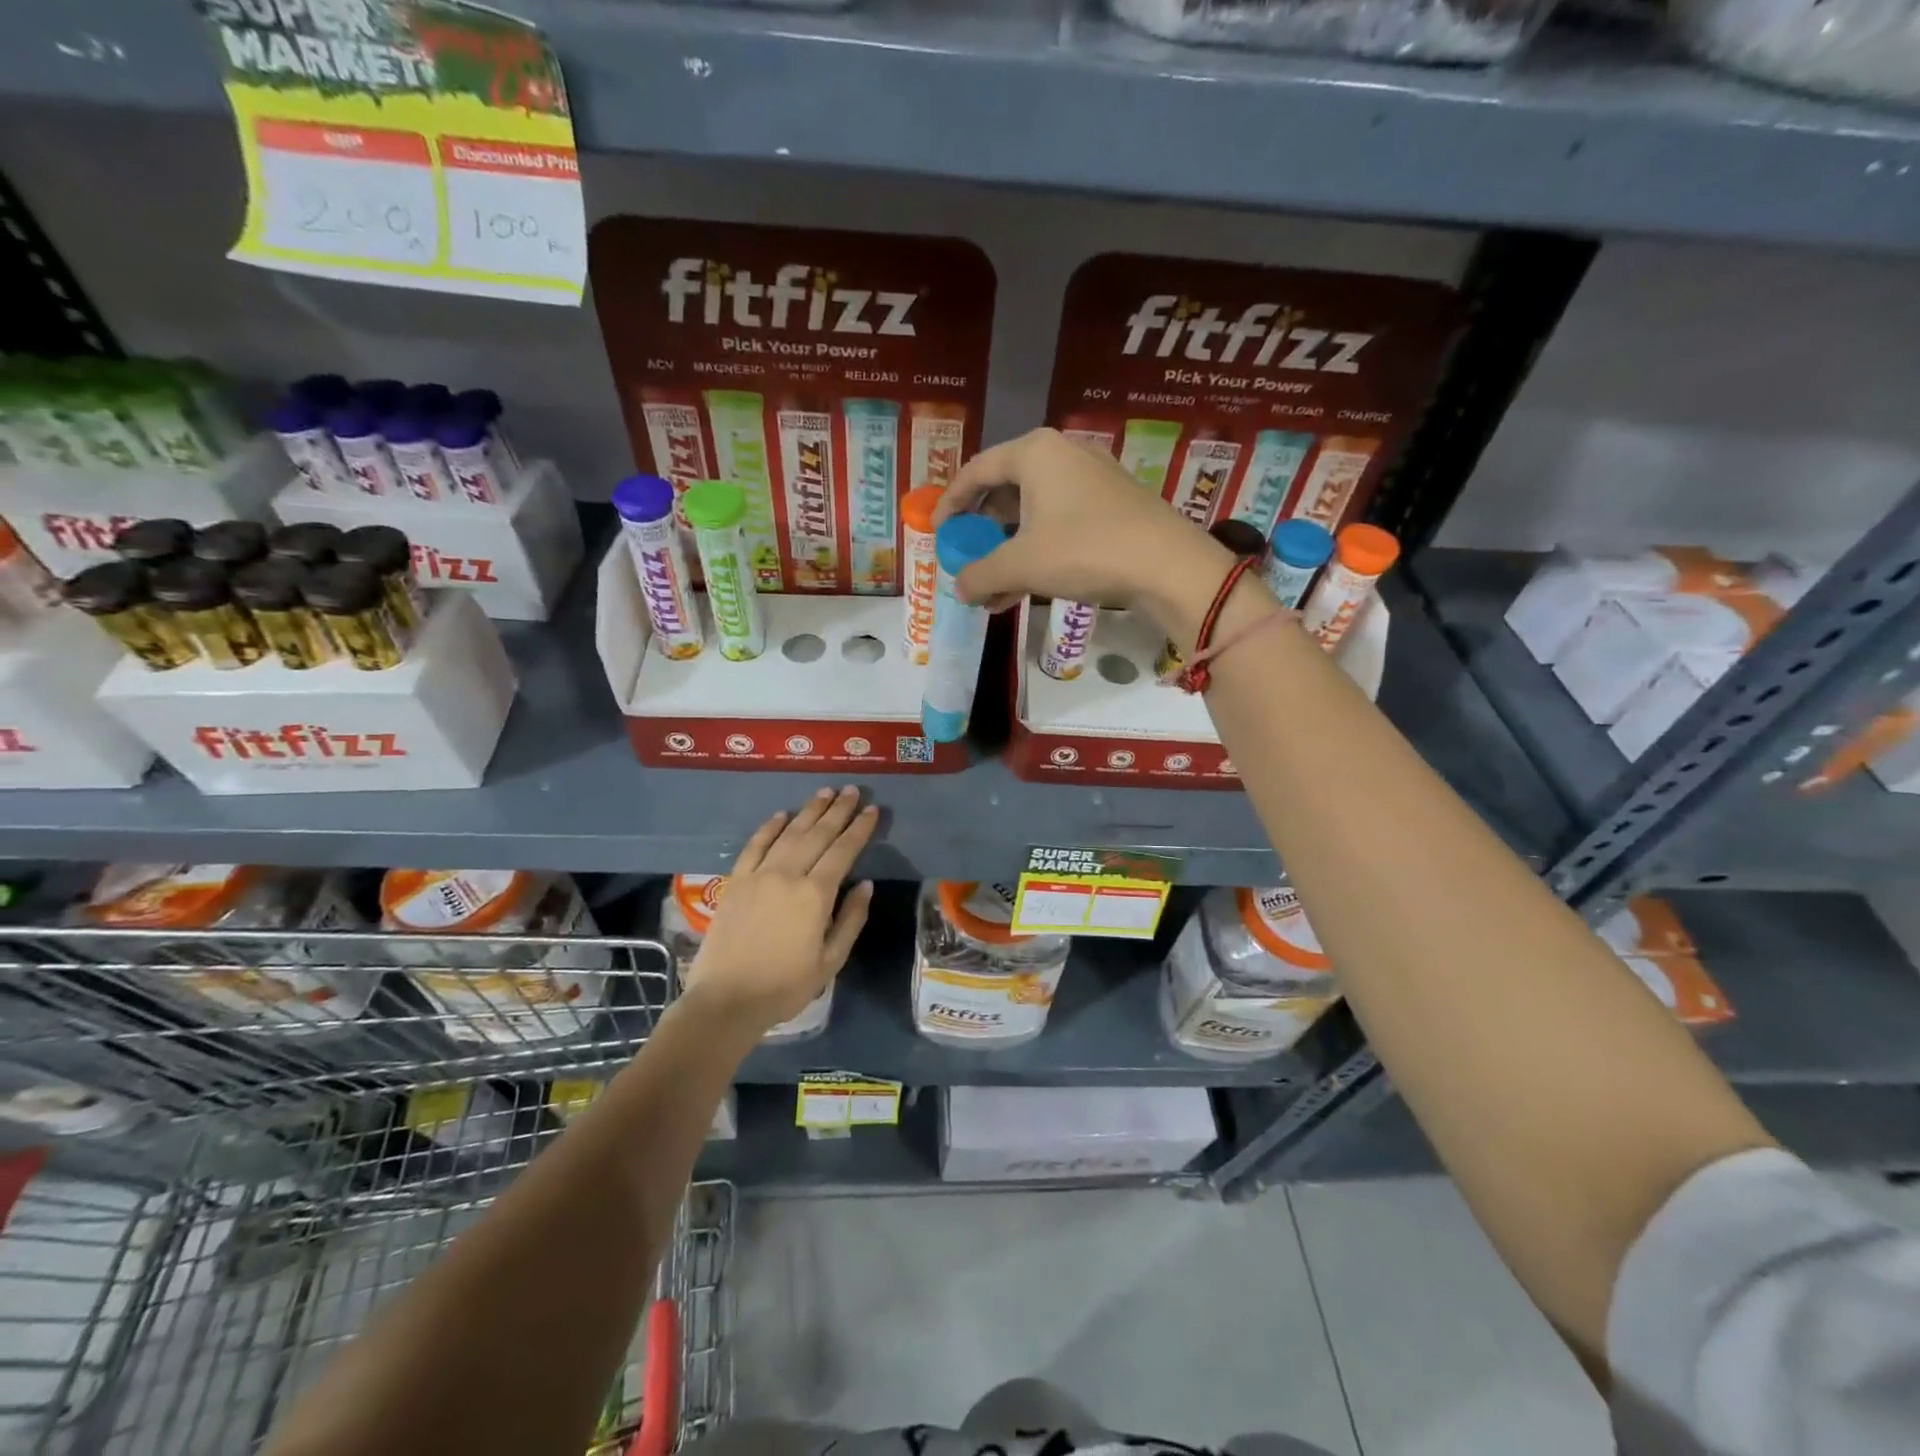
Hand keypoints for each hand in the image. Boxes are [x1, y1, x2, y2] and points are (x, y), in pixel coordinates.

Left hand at [683, 787, 877, 1030]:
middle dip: (837, 810)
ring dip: (809, 811)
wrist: (726, 1001)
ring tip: (825, 793)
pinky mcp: (736, 882)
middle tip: (851, 790)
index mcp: (815, 895)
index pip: (843, 851)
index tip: (871, 810)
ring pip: (788, 833)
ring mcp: (758, 875)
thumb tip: (864, 884)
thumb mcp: (831, 961)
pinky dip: (769, 827)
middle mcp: (788, 875)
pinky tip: (781, 814)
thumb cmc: (785, 986)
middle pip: (817, 834)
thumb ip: (851, 919)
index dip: (859, 828)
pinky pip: (754, 846)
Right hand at [934, 428, 1231, 628]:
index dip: (951, 502)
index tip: (937, 532)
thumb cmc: (1084, 550)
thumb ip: (981, 574)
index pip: (977, 470)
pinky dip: (1037, 552)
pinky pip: (1059, 523)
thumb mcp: (1021, 565)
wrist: (1167, 565)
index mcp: (1035, 453)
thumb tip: (959, 588)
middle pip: (1006, 490)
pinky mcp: (1112, 505)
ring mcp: (1091, 479)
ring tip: (992, 589)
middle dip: (982, 531)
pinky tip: (1024, 589)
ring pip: (1033, 513)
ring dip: (1008, 551)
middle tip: (967, 557)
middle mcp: (1062, 455)